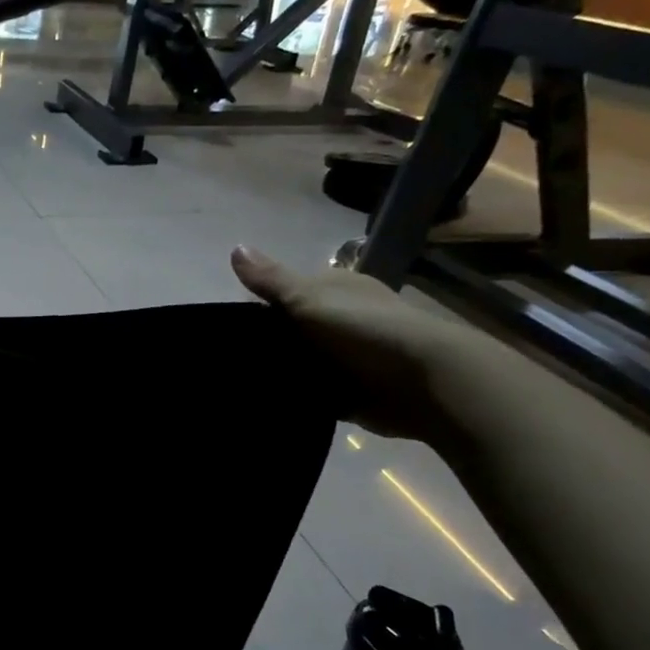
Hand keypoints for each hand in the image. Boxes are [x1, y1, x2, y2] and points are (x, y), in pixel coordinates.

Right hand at [231, 246, 479, 442]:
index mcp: (336, 290)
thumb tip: (234, 247)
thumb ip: (271, 280)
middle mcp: (342, 320)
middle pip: (291, 331)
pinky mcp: (349, 391)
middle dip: (265, 343)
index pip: (286, 294)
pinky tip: (266, 402)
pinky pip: (312, 393)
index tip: (226, 328)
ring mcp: (347, 357)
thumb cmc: (363, 328)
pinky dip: (295, 397)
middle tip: (227, 359)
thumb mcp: (308, 297)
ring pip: (300, 362)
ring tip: (238, 384)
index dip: (256, 307)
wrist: (422, 381)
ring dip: (279, 372)